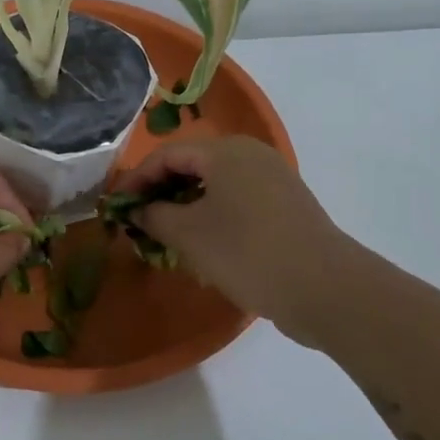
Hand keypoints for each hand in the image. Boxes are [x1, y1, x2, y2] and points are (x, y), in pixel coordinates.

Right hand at [117, 136, 352, 332]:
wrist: (324, 288)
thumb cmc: (246, 252)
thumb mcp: (188, 234)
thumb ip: (154, 216)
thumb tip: (136, 211)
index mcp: (226, 151)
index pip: (166, 155)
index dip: (136, 179)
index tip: (116, 206)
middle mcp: (251, 155)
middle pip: (192, 164)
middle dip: (160, 190)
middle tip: (138, 219)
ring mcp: (273, 179)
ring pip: (215, 184)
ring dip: (184, 204)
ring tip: (164, 233)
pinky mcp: (285, 205)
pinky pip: (236, 199)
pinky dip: (211, 213)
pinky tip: (201, 242)